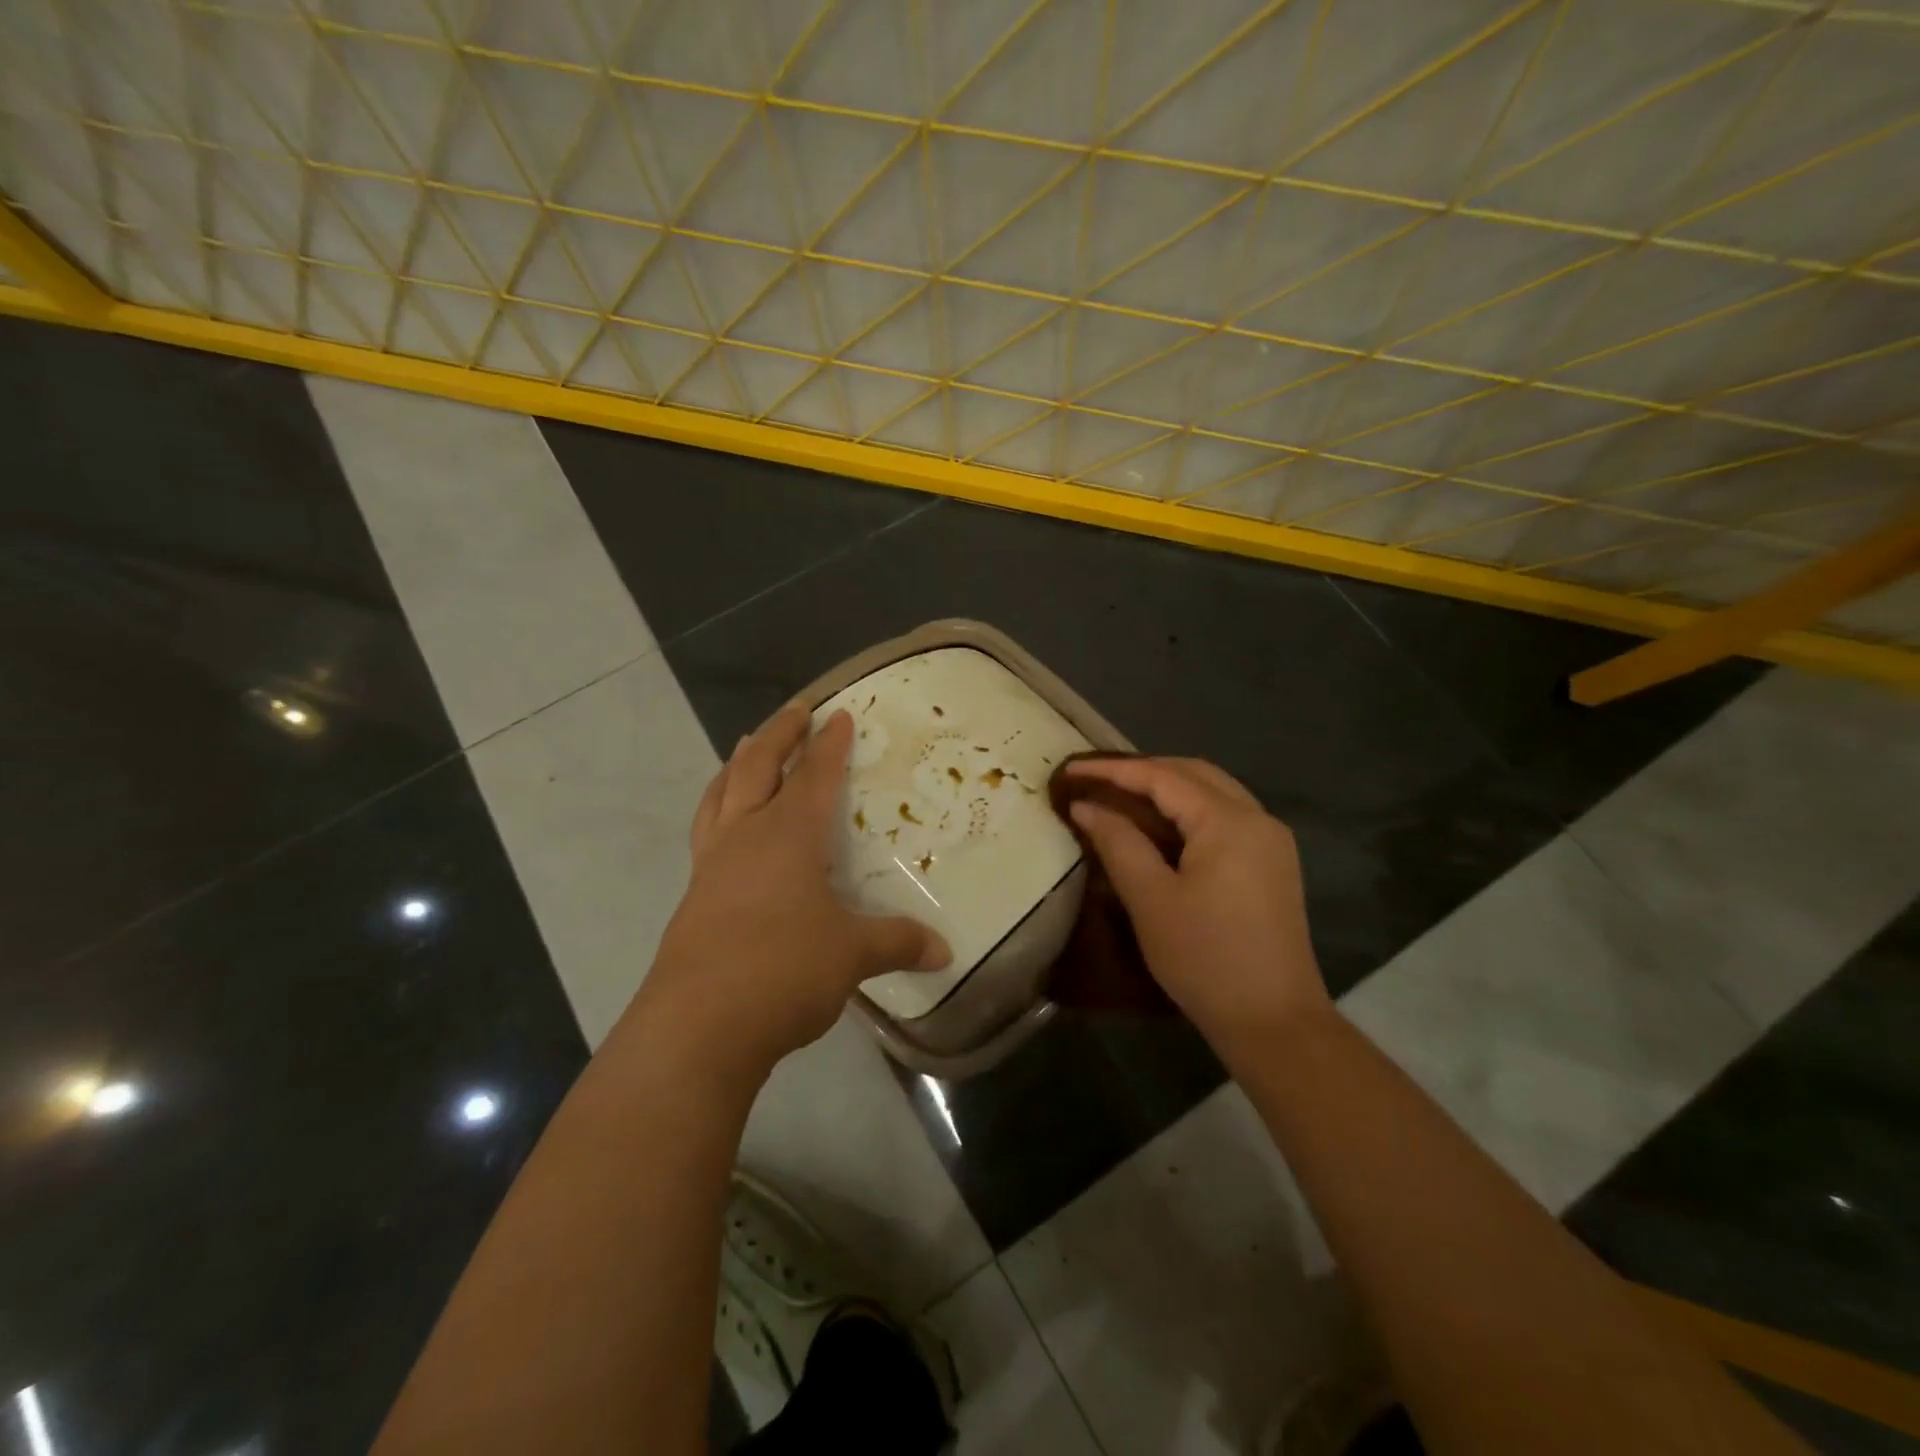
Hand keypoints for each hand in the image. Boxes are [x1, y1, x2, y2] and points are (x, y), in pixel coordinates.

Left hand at [635, 704, 950, 1080]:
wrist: (697, 1025)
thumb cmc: (783, 970)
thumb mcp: (852, 955)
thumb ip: (898, 943)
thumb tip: (944, 951)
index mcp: (789, 834)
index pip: (815, 776)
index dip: (831, 744)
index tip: (840, 714)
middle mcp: (747, 836)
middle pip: (758, 767)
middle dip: (779, 734)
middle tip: (795, 710)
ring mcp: (713, 865)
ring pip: (721, 793)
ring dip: (737, 764)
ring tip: (745, 745)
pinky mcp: (695, 896)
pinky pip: (707, 830)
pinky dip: (719, 807)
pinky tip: (727, 825)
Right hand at [1063, 756, 1329, 1062]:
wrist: (1275, 1022)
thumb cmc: (1206, 959)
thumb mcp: (1151, 900)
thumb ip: (1118, 843)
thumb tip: (1087, 806)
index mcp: (1229, 822)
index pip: (1162, 777)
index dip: (1112, 770)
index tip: (1070, 768)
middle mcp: (1257, 818)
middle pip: (1193, 774)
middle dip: (1142, 770)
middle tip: (1095, 779)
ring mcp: (1271, 840)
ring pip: (1212, 792)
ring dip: (1166, 788)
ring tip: (1120, 796)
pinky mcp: (1272, 863)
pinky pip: (1224, 816)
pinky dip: (1187, 811)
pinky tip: (1159, 826)